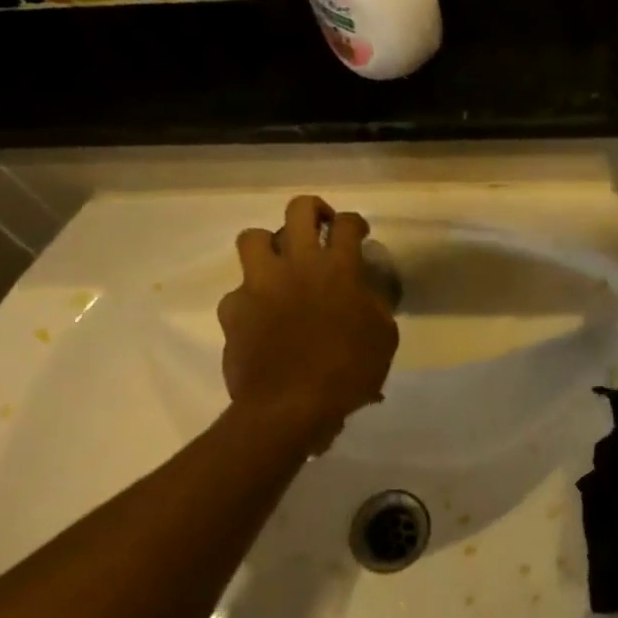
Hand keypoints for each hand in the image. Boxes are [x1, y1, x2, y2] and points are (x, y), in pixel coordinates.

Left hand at [218, 195, 397, 448]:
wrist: (290, 407)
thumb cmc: (348, 372)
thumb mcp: (383, 338)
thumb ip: (375, 305)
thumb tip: (364, 294)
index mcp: (338, 269)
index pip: (347, 224)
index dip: (355, 222)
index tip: (359, 233)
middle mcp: (297, 265)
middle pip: (298, 210)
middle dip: (313, 210)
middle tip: (321, 226)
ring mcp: (260, 285)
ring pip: (253, 237)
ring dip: (270, 244)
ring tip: (280, 263)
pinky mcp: (234, 310)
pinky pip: (239, 292)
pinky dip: (251, 299)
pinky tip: (262, 317)